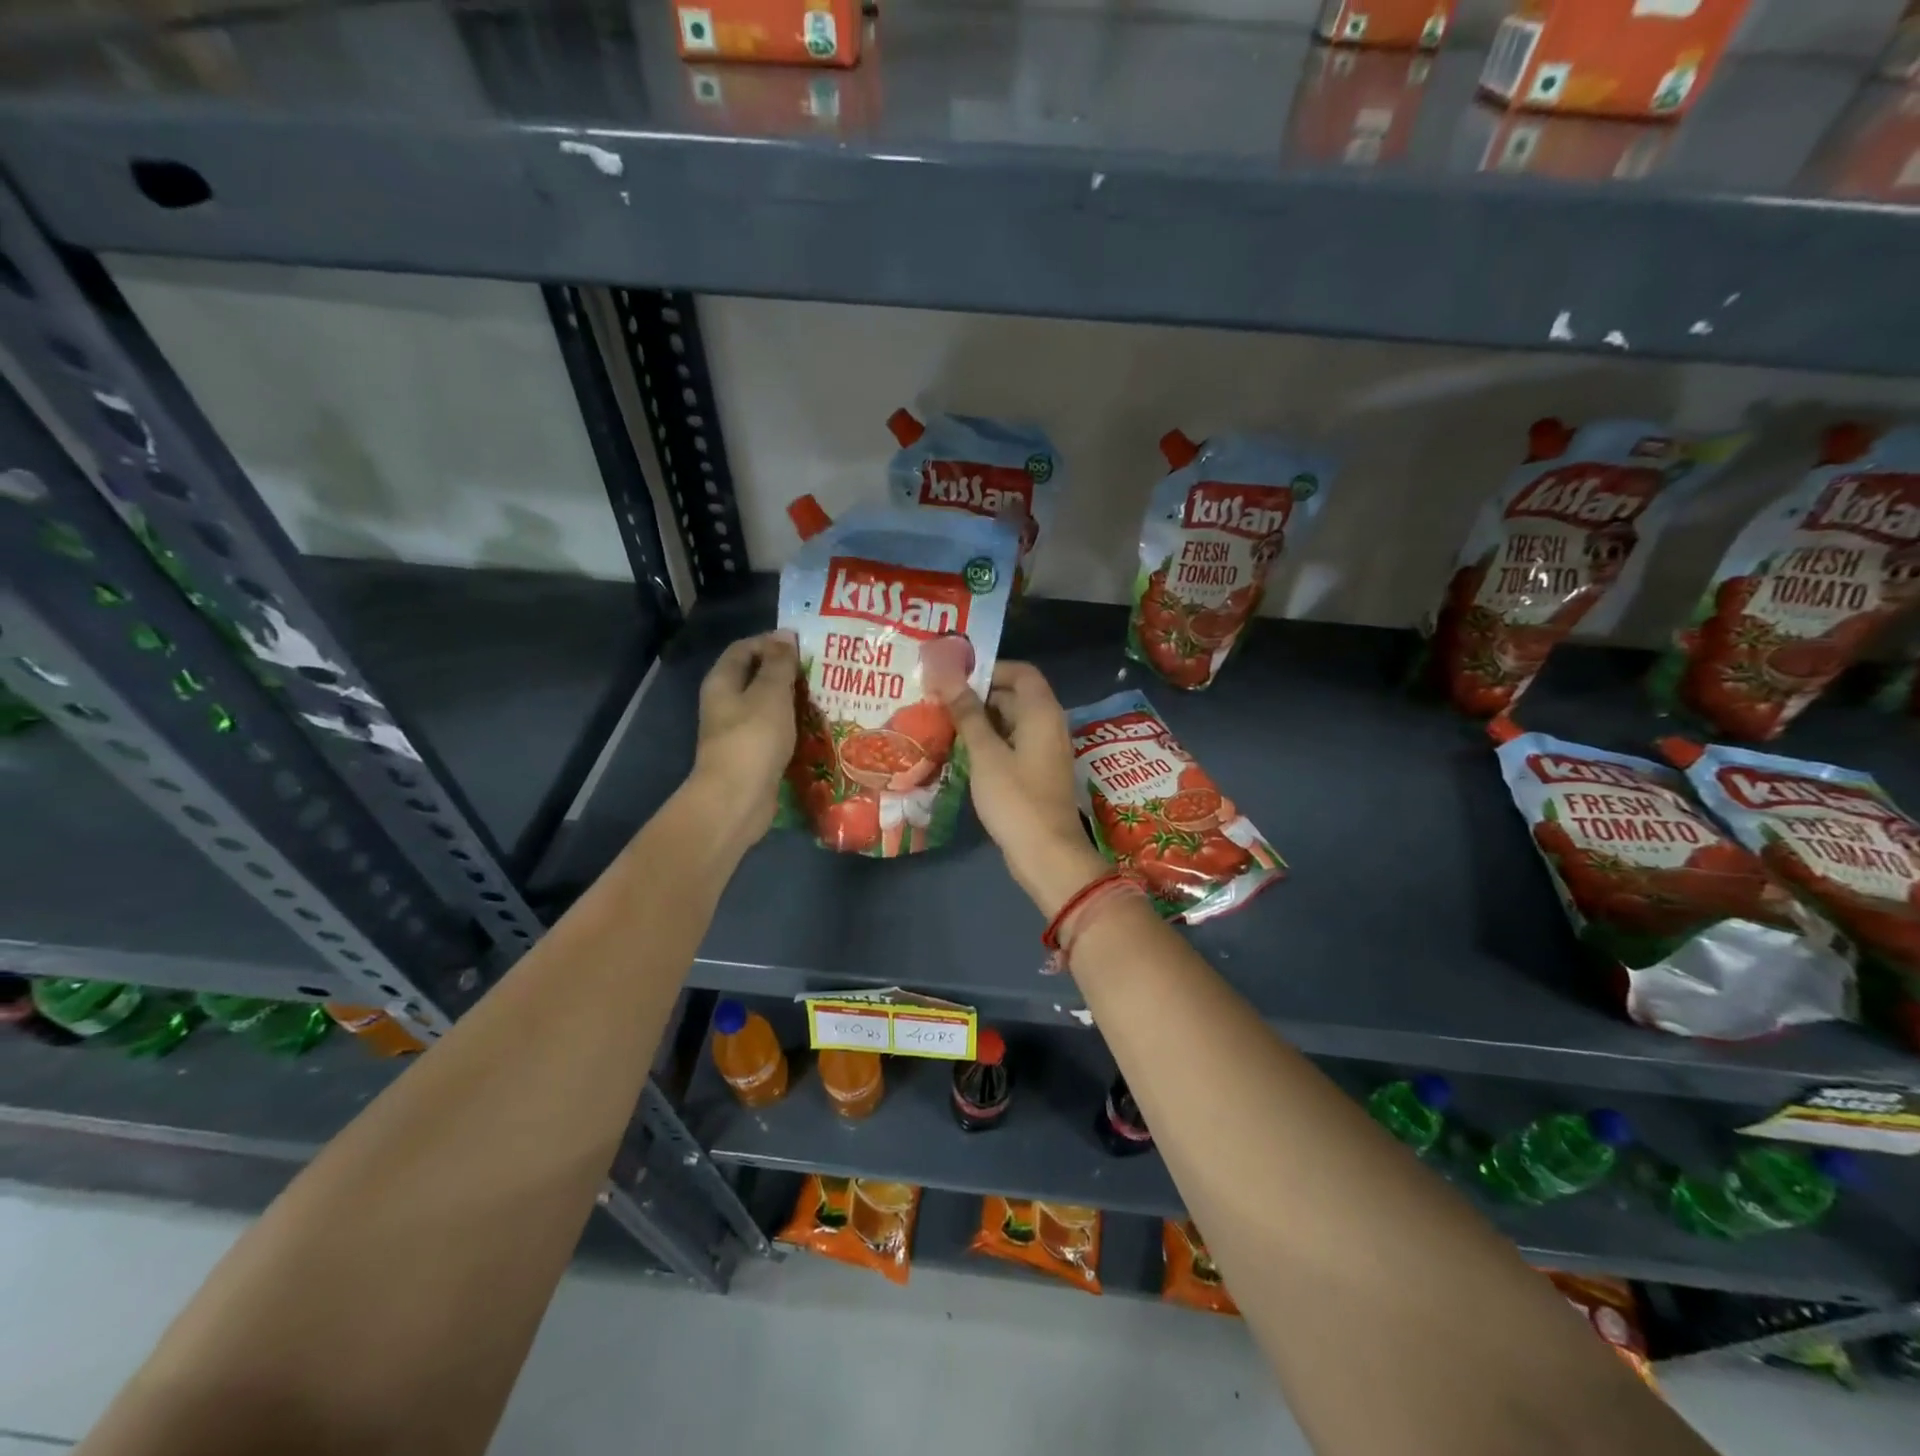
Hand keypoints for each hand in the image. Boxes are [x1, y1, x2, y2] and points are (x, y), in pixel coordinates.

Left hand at [686, 630, 799, 851]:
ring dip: (792, 700)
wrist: (738, 798)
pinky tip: (815, 728)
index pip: (744, 648)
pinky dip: (792, 726)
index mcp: (723, 682)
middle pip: (756, 677)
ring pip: (767, 706)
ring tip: (825, 696)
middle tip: (821, 670)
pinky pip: (774, 732)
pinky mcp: (753, 755)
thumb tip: (784, 635)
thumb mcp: (770, 693)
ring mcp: (738, 731)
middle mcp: (725, 703)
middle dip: (786, 672)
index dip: (771, 642)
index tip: (804, 644)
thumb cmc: (753, 738)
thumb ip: (779, 664)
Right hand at [922, 648, 1108, 915]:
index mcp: (1042, 712)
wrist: (1047, 855)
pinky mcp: (1038, 774)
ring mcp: (1045, 751)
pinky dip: (991, 743)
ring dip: (982, 721)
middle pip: (1015, 696)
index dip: (990, 668)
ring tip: (944, 724)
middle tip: (940, 700)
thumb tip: (949, 676)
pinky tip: (962, 753)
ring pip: (1012, 723)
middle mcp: (1049, 725)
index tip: (955, 677)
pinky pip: (1013, 746)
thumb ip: (968, 714)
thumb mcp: (986, 754)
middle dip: (979, 695)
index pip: (1021, 672)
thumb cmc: (1016, 799)